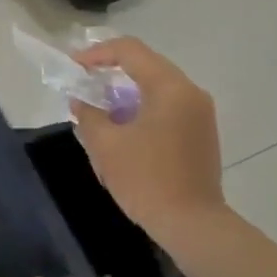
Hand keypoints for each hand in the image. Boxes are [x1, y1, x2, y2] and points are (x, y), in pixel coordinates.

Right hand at [70, 36, 226, 242]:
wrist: (193, 225)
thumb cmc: (146, 179)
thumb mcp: (106, 145)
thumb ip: (88, 114)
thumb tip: (80, 100)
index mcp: (169, 87)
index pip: (130, 51)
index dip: (97, 53)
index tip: (74, 66)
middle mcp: (190, 92)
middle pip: (146, 64)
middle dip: (112, 70)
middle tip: (84, 81)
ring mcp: (200, 112)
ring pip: (158, 85)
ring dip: (127, 90)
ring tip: (100, 105)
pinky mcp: (202, 132)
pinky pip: (168, 104)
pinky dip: (143, 106)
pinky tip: (124, 125)